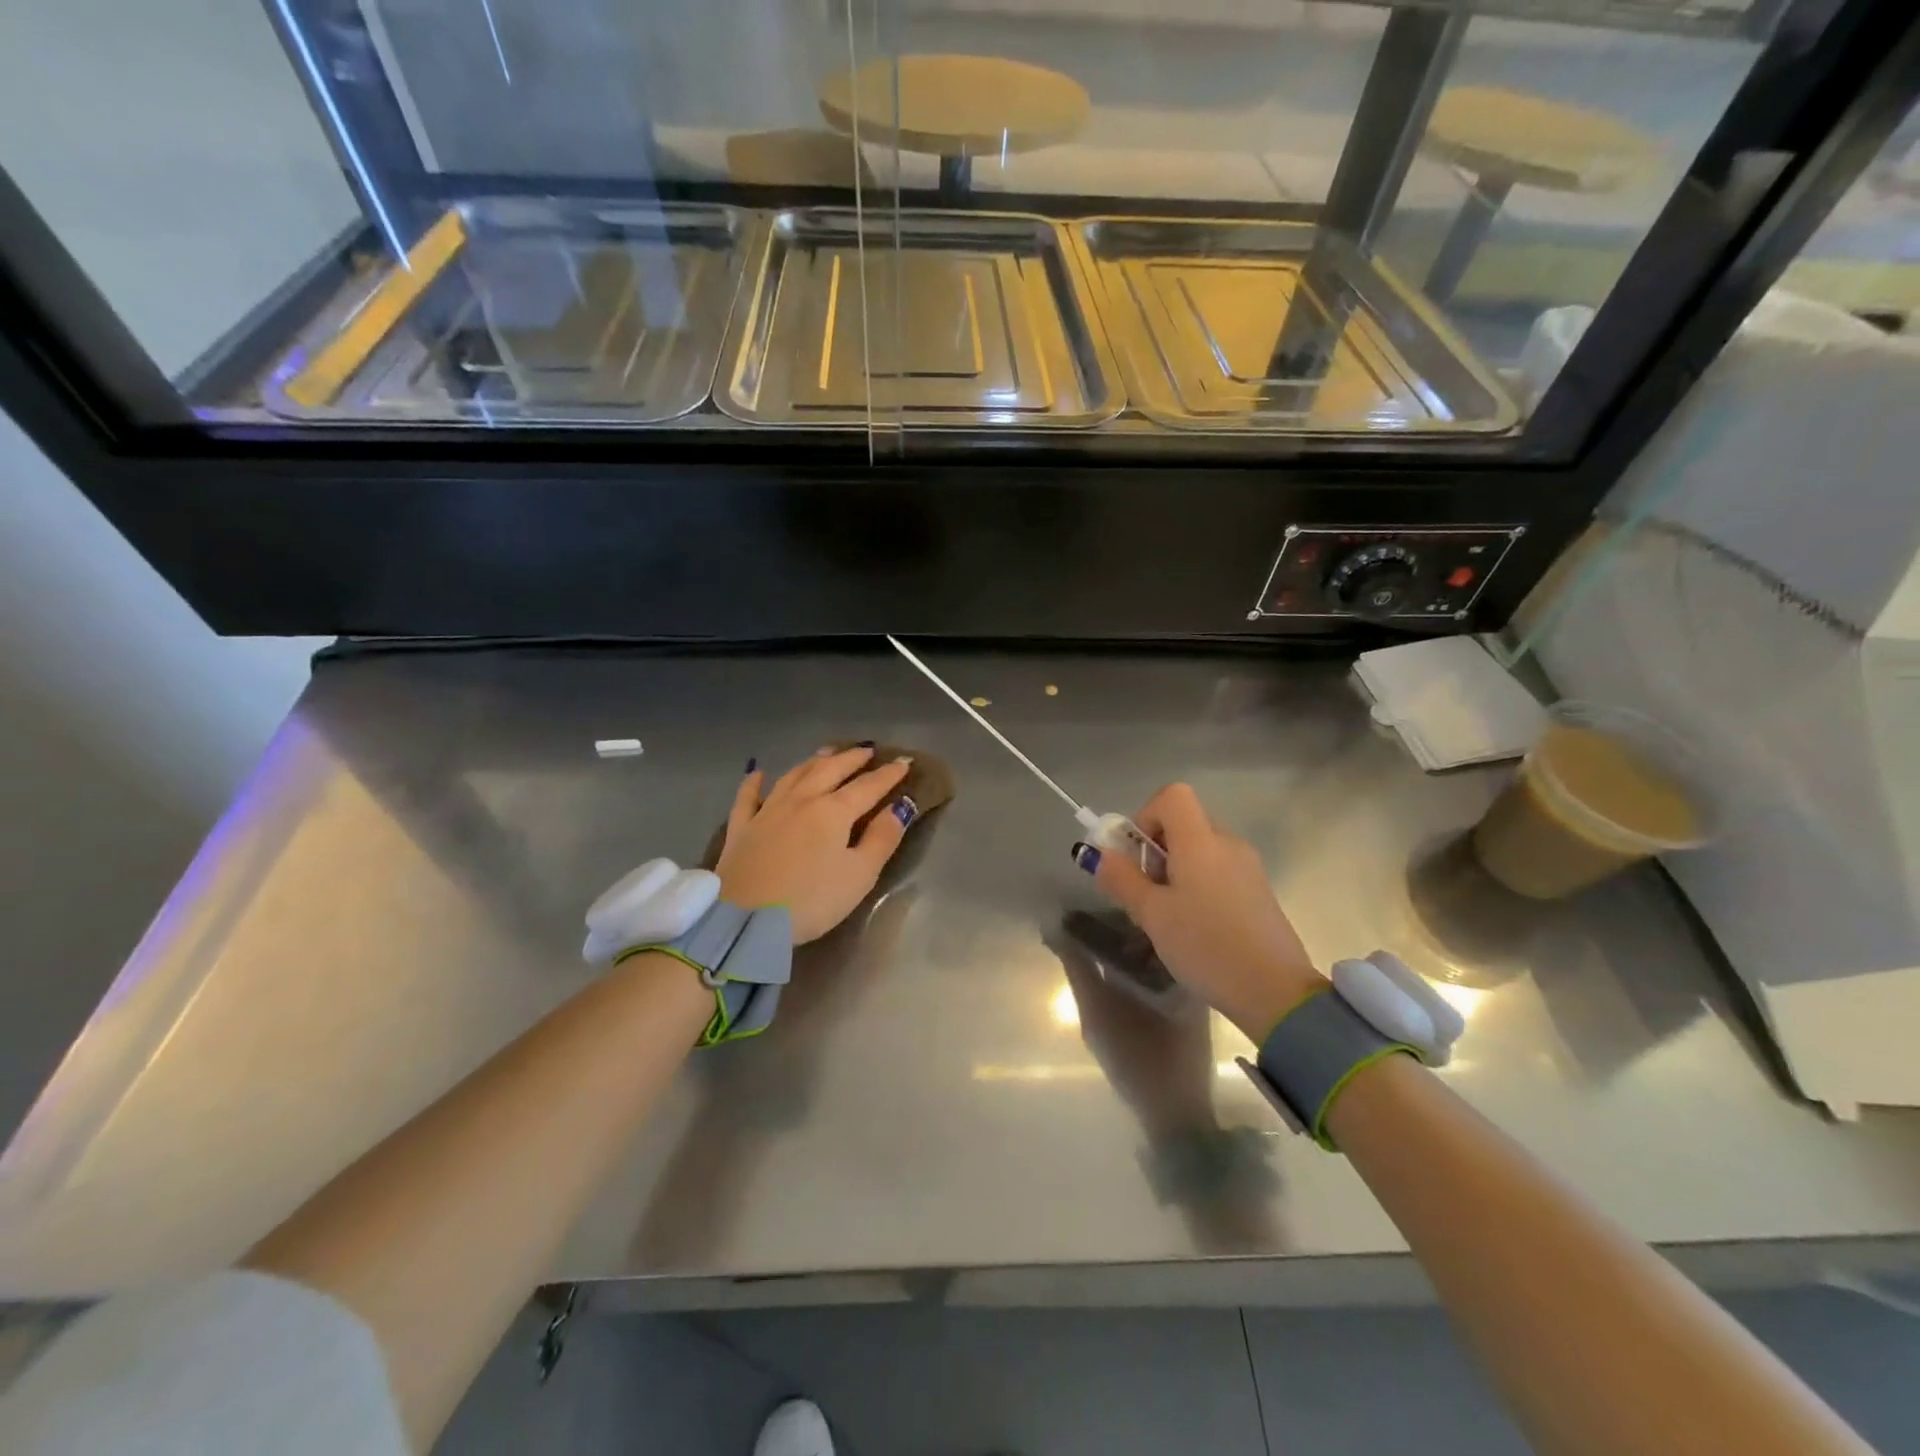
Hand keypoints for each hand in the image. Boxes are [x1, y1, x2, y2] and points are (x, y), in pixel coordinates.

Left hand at [715, 745, 916, 943]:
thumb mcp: (859, 875)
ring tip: (827, 752)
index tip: (905, 762)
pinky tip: (758, 773)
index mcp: (833, 811)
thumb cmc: (811, 901)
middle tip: (867, 750)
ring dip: (813, 761)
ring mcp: (767, 811)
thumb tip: (900, 806)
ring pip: (793, 775)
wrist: (745, 920)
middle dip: (852, 758)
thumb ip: (882, 839)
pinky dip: (754, 782)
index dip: (888, 774)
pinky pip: (747, 798)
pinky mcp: (741, 828)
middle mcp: (801, 800)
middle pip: (830, 770)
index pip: (868, 786)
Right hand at [1077, 783, 1325, 1040]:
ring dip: (1177, 869)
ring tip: (1170, 916)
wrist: (1275, 992)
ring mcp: (1248, 866)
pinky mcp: (1259, 890)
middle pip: (1185, 822)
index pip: (1172, 795)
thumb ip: (1122, 879)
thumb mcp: (1152, 915)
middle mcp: (1227, 843)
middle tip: (1148, 893)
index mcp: (1201, 841)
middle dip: (1157, 849)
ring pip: (1201, 849)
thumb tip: (1100, 854)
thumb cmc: (1206, 946)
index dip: (1146, 816)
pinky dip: (1200, 884)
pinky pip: (1219, 870)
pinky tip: (1198, 926)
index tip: (1138, 856)